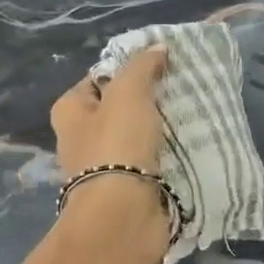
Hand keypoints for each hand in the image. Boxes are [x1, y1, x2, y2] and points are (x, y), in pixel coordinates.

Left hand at [49, 46, 171, 263]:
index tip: (161, 65)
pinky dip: (169, 153)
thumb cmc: (117, 146)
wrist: (123, 216)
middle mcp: (82, 137)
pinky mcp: (128, 188)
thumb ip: (142, 67)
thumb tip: (157, 48)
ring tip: (194, 113)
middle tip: (182, 89)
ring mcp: (105, 165)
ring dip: (162, 127)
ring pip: (139, 134)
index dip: (128, 68)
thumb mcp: (129, 93)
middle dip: (150, 99)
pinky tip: (192, 143)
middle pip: (120, 107)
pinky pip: (152, 161)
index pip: (99, 78)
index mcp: (70, 111)